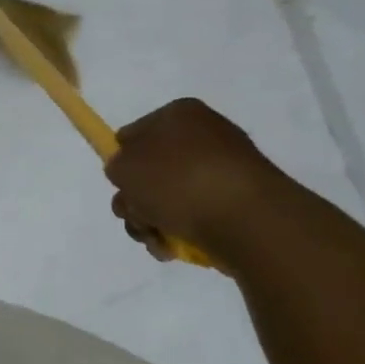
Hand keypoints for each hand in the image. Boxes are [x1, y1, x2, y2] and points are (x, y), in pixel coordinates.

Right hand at [104, 98, 291, 260]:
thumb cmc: (178, 182)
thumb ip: (116, 166)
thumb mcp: (123, 167)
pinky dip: (181, 233)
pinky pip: (198, 216)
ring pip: (170, 199)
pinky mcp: (240, 204)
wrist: (248, 220)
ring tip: (158, 240)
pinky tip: (177, 248)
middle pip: (150, 171)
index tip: (122, 186)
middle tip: (137, 217)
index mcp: (179, 114)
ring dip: (153, 222)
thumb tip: (133, 175)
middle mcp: (205, 136)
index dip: (122, 162)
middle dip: (136, 201)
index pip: (133, 134)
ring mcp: (226, 171)